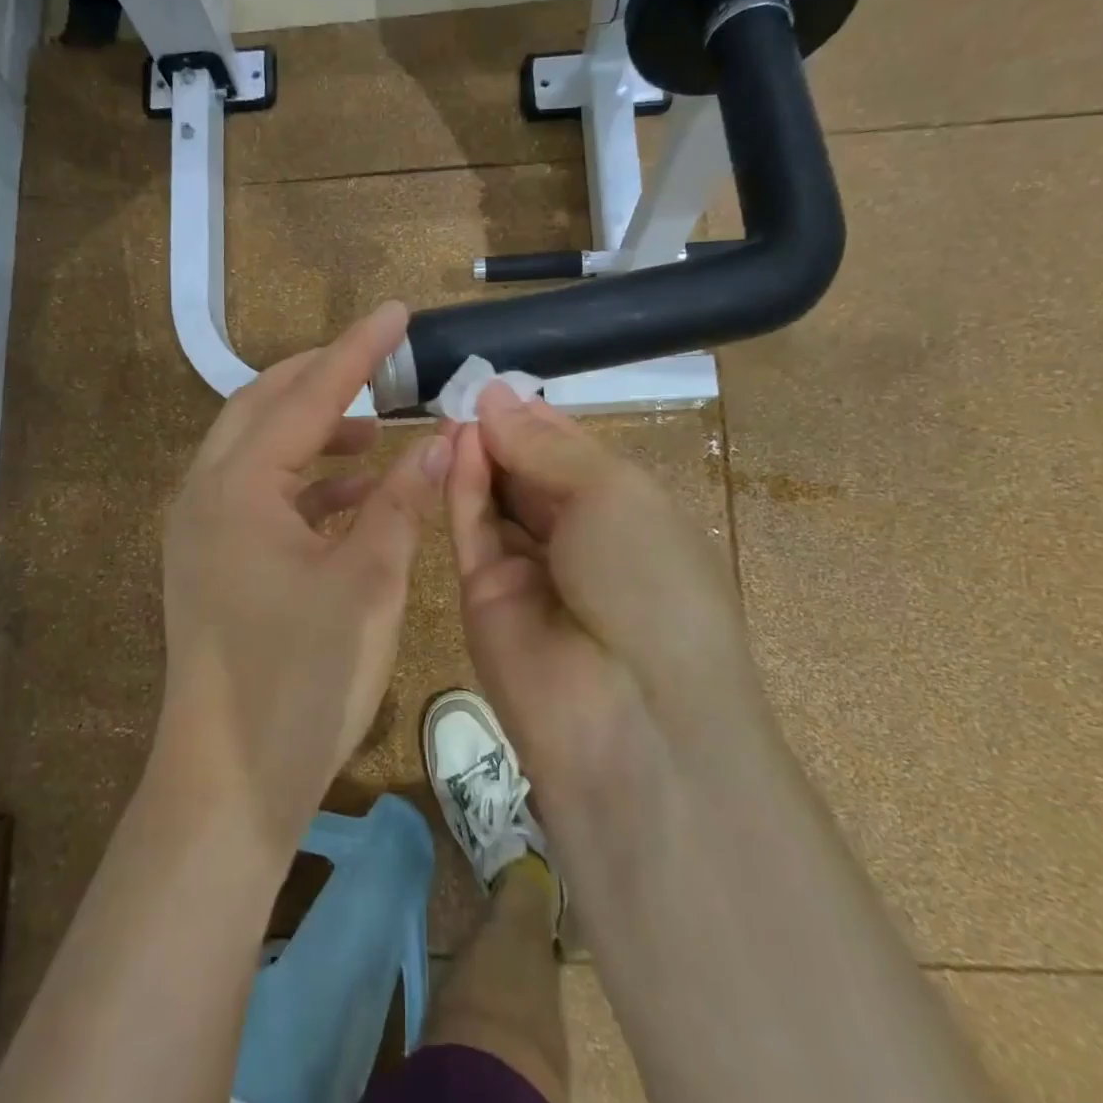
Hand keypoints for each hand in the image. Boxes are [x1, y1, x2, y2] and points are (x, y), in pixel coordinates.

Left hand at [158, 302, 448, 853]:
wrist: (228, 784)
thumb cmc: (299, 679)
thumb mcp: (367, 583)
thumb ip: (402, 502)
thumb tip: (444, 440)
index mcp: (238, 487)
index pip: (308, 395)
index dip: (357, 351)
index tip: (396, 311)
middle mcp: (206, 494)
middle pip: (263, 406)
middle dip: (321, 378)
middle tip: (378, 362)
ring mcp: (202, 530)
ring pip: (258, 451)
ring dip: (313, 433)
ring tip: (374, 433)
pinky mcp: (212, 562)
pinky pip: (258, 496)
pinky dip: (304, 483)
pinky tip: (352, 496)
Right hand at [444, 382, 756, 799]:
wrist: (629, 716)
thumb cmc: (648, 581)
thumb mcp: (614, 493)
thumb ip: (545, 445)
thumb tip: (496, 396)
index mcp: (630, 516)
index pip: (574, 456)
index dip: (540, 420)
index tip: (499, 385)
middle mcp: (580, 543)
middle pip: (532, 476)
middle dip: (505, 434)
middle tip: (465, 392)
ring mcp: (530, 572)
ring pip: (497, 501)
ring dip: (480, 456)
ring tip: (454, 412)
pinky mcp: (483, 596)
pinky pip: (472, 530)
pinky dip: (464, 487)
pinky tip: (456, 446)